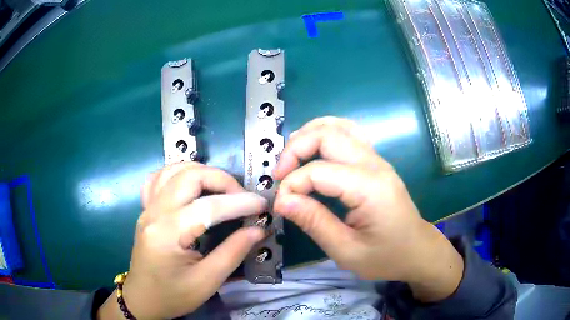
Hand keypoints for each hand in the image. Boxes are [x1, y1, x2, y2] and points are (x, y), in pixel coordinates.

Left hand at [98, 163, 266, 319]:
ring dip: (203, 172)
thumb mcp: (207, 282)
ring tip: (222, 189)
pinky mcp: (146, 210)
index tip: (263, 205)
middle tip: (242, 197)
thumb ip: (234, 252)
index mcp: (168, 234)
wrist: (143, 300)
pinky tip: (191, 186)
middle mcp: (155, 213)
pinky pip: (159, 178)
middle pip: (190, 176)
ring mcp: (147, 208)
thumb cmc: (173, 296)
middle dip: (222, 180)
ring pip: (174, 170)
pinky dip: (179, 174)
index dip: (241, 203)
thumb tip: (259, 229)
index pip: (209, 207)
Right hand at [273, 117, 463, 301]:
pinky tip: (314, 150)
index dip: (292, 185)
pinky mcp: (375, 162)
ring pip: (338, 126)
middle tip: (280, 175)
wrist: (417, 250)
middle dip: (295, 149)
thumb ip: (314, 223)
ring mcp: (377, 159)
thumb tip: (281, 201)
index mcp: (369, 188)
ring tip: (291, 158)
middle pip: (327, 134)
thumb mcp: (347, 251)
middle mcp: (374, 164)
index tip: (281, 205)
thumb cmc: (386, 257)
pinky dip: (325, 134)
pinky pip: (348, 134)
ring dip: (309, 134)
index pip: (319, 171)